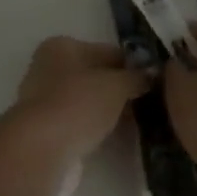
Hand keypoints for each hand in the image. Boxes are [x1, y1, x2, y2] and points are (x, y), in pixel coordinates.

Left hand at [14, 36, 149, 175]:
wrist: (42, 149)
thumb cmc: (79, 103)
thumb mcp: (116, 85)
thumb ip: (136, 78)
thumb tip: (152, 75)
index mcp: (62, 46)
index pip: (106, 51)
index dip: (131, 64)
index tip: (154, 79)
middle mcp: (49, 68)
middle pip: (94, 76)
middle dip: (120, 89)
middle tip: (150, 102)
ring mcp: (45, 101)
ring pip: (87, 101)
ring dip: (109, 110)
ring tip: (138, 122)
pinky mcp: (46, 131)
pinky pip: (80, 123)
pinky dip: (96, 128)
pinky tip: (117, 137)